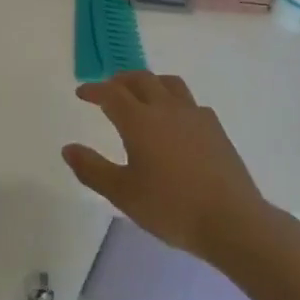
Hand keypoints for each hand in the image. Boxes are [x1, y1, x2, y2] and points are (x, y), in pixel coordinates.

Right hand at [63, 72, 269, 263]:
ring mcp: (194, 115)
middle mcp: (166, 108)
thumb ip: (92, 169)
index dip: (94, 90)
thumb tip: (68, 149)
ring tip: (142, 95)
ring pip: (169, 83)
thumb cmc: (171, 207)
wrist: (231, 220)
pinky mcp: (215, 127)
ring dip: (150, 83)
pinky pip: (190, 102)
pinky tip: (176, 120)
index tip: (82, 92)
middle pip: (141, 79)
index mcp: (140, 121)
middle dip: (121, 80)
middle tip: (109, 89)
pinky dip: (174, 101)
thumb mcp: (123, 194)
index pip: (111, 94)